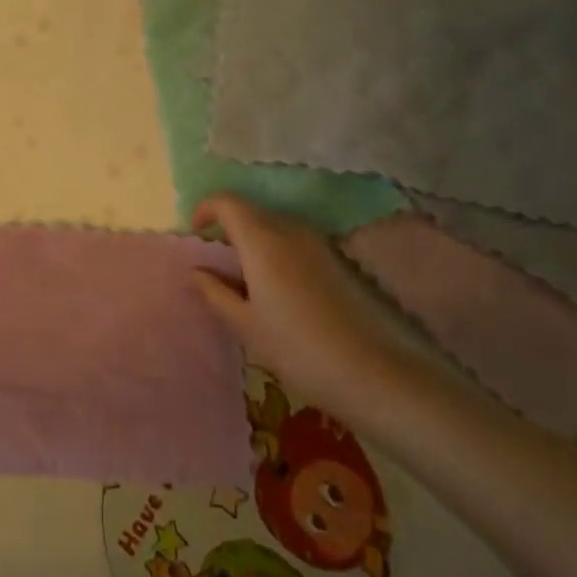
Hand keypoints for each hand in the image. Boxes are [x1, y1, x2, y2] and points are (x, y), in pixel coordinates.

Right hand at [191, 194, 403, 413]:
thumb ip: (216, 293)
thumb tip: (198, 271)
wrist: (379, 374)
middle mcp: (291, 230)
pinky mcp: (341, 261)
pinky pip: (297, 243)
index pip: (227, 202)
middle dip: (230, 228)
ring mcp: (320, 244)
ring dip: (256, 242)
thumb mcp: (246, 326)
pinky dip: (279, 254)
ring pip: (276, 227)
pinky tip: (282, 293)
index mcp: (262, 239)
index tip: (196, 233)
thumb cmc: (300, 349)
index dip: (206, 210)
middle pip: (252, 212)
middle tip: (219, 262)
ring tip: (248, 281)